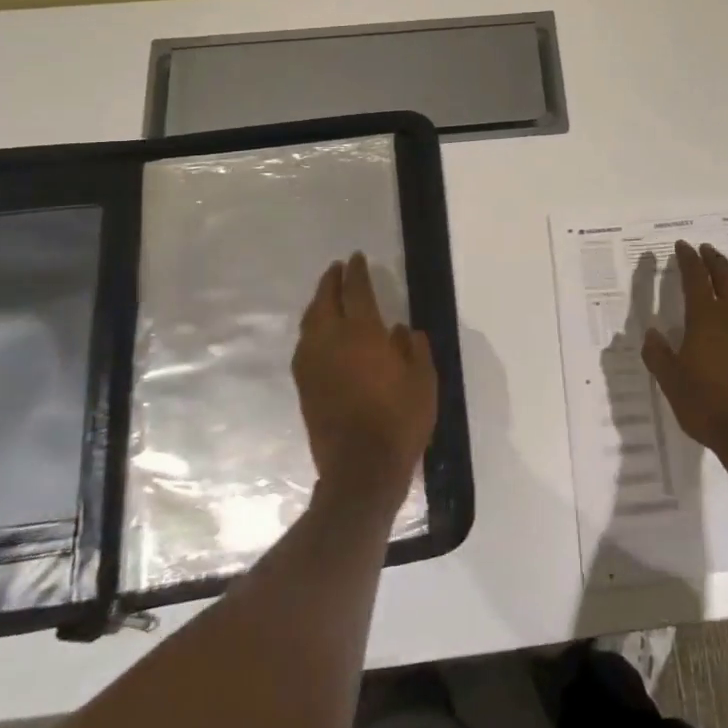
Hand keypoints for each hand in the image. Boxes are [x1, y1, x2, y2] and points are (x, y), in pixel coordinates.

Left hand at [291, 253, 437, 505]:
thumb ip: (413, 349)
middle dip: (330, 281)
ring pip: (309, 322)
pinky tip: (318, 333)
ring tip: (326, 295)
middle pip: (325, 301)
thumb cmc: (400, 421)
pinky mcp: (304, 386)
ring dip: (318, 303)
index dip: (356, 272)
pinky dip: (311, 329)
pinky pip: (304, 345)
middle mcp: (331, 342)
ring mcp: (313, 364)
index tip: (357, 257)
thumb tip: (399, 329)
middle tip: (337, 268)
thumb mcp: (423, 381)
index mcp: (363, 334)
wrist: (360, 470)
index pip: (356, 291)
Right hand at [642, 241, 727, 471]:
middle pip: (726, 276)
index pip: (695, 277)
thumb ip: (658, 355)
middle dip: (714, 260)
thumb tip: (652, 334)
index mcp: (707, 317)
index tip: (683, 246)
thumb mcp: (671, 383)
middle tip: (706, 250)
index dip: (688, 259)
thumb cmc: (709, 405)